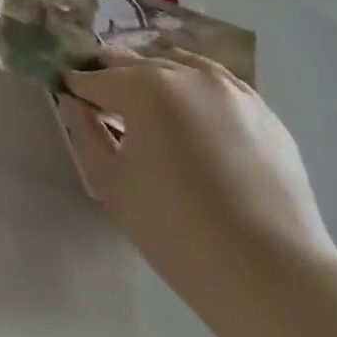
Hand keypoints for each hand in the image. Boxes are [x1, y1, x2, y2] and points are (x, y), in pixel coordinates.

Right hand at [57, 51, 336, 313]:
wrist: (271, 272)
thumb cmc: (175, 228)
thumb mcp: (112, 182)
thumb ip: (85, 132)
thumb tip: (73, 102)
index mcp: (146, 88)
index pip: (97, 78)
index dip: (76, 86)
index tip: (66, 92)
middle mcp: (188, 74)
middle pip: (137, 64)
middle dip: (113, 75)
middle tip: (100, 94)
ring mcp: (232, 90)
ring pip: (180, 65)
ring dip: (156, 76)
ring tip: (146, 100)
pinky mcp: (264, 112)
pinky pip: (218, 85)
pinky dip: (195, 89)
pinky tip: (192, 114)